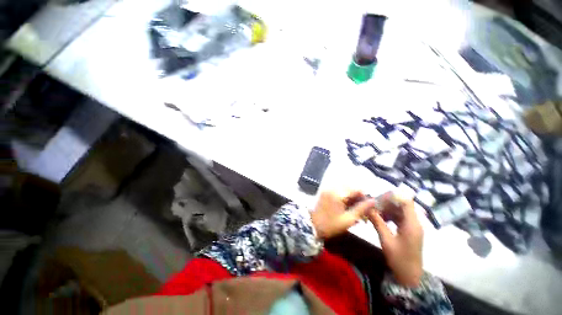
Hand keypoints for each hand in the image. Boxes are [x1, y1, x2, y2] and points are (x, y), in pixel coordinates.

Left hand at [311, 191, 375, 239]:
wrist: (311, 226)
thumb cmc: (330, 225)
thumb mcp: (348, 220)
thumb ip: (361, 209)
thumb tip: (373, 201)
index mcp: (338, 193)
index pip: (356, 189)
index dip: (364, 197)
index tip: (368, 206)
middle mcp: (332, 188)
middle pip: (350, 188)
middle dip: (357, 197)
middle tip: (361, 209)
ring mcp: (327, 189)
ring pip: (344, 189)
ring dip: (351, 197)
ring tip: (354, 209)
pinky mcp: (324, 192)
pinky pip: (337, 191)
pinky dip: (343, 197)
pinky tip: (346, 207)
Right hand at [368, 193, 423, 286]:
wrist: (410, 276)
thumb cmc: (399, 259)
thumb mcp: (386, 240)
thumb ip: (377, 222)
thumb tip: (367, 208)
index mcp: (412, 224)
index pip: (406, 202)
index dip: (393, 197)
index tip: (378, 198)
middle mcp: (415, 223)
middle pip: (402, 205)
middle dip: (387, 203)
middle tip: (373, 206)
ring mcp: (413, 227)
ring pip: (401, 211)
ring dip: (388, 209)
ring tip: (375, 212)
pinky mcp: (410, 231)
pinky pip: (401, 218)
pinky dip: (391, 216)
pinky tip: (382, 219)